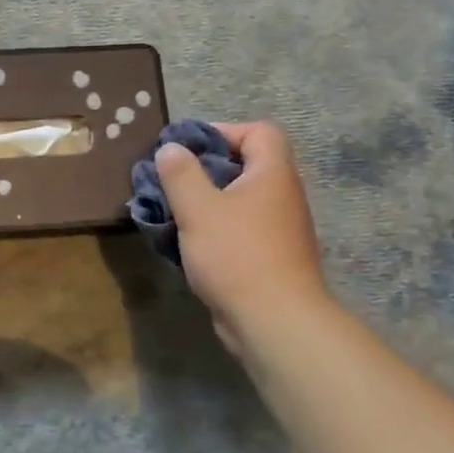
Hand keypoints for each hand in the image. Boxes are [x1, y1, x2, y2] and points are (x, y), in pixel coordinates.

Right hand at [155, 121, 330, 354]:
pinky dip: (213, 230)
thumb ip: (180, 174)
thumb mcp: (198, 208)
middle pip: (246, 166)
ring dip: (205, 203)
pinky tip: (186, 244)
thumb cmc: (236, 254)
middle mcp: (282, 197)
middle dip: (204, 170)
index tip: (188, 149)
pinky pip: (238, 230)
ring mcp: (278, 230)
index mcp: (272, 175)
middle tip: (172, 181)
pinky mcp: (268, 258)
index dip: (224, 131)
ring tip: (172, 213)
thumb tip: (171, 148)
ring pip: (238, 201)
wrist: (274, 321)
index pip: (261, 132)